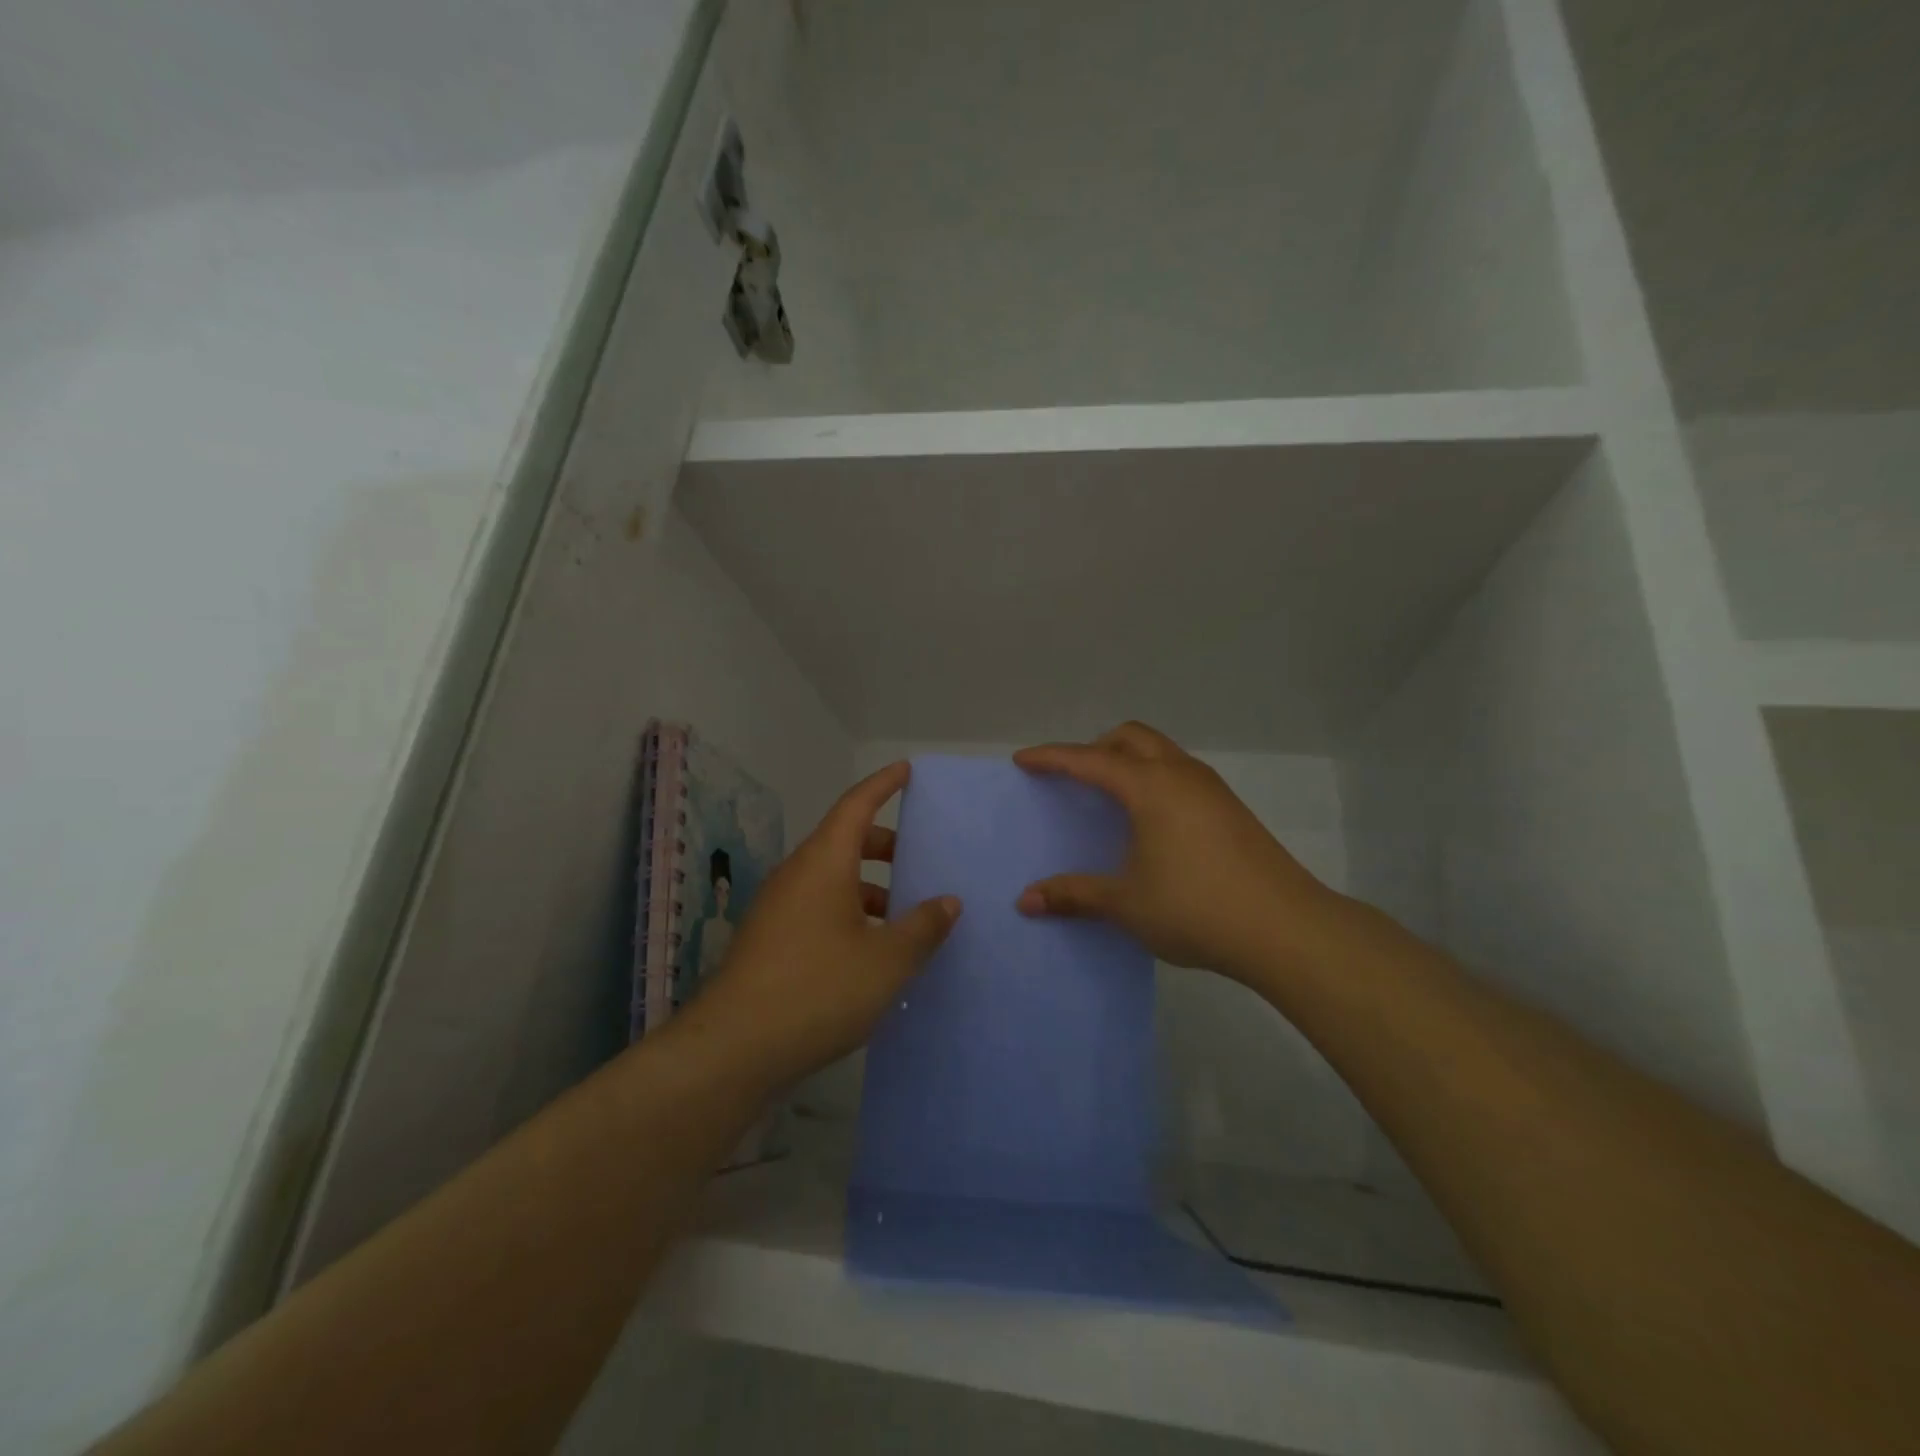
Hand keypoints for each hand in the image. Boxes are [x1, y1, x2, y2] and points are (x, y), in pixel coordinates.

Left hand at [674, 761, 960, 1094]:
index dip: (883, 785)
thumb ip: (923, 927)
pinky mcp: (770, 941)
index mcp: (824, 863)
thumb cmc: (819, 989)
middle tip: (921, 857)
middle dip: (884, 845)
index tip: (907, 770)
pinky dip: (849, 914)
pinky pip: (818, 908)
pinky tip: (872, 952)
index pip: (856, 805)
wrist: (734, 1048)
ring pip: (831, 879)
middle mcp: (797, 875)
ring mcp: (778, 908)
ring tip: (905, 915)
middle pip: (844, 841)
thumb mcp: (887, 961)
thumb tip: (947, 901)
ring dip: (869, 887)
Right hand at [1014, 722, 1337, 983]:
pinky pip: (1180, 772)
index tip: (1023, 759)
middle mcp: (1180, 774)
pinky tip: (1152, 820)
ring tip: (1110, 797)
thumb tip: (1026, 900)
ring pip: (1160, 751)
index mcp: (1149, 786)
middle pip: (1130, 737)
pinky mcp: (1230, 808)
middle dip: (1095, 747)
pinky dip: (1154, 777)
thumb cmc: (1195, 907)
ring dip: (1129, 759)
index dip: (1052, 758)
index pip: (1088, 760)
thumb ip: (1074, 895)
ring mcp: (1211, 788)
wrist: (1285, 928)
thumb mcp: (1126, 903)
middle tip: (1073, 777)